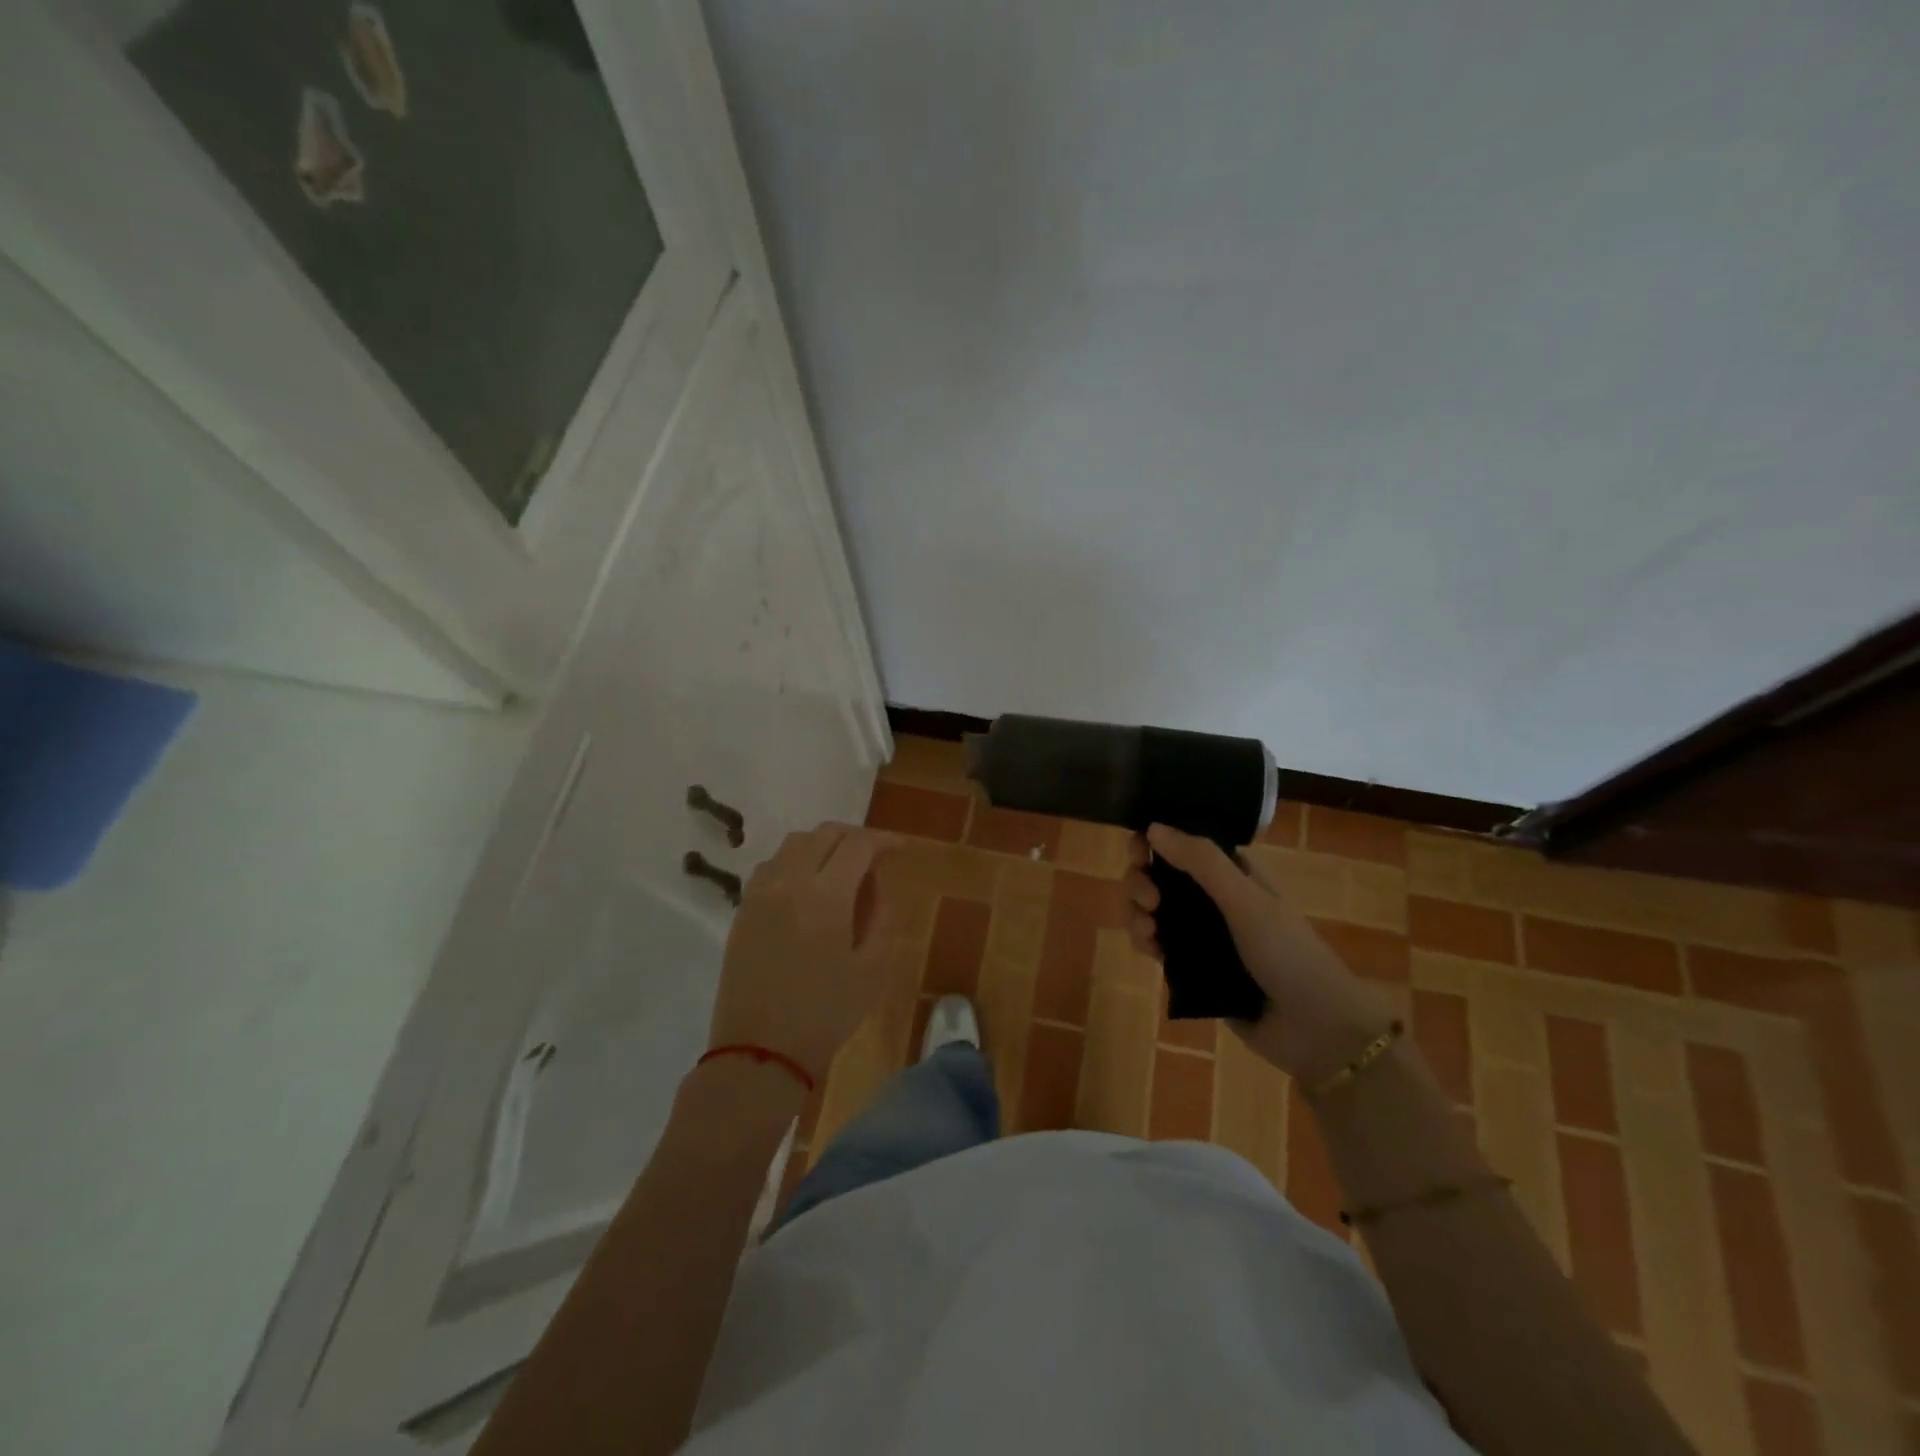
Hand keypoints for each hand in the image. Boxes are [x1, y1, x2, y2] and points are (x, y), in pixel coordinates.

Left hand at [708, 823, 898, 1083]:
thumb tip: (877, 881)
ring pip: (793, 844)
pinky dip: (795, 862)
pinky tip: (807, 887)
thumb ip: (881, 914)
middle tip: (874, 856)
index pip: (858, 844)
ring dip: (822, 845)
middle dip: (854, 837)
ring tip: (841, 868)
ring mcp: (760, 893)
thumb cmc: (826, 1013)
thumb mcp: (872, 968)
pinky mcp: (742, 909)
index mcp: (826, 895)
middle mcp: (789, 881)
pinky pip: (771, 866)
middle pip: (823, 834)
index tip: (900, 849)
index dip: (883, 840)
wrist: (759, 1051)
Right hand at [1124, 824, 1395, 1082]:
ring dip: (1137, 913)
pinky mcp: (1193, 969)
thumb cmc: (1288, 953)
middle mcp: (1214, 898)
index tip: (1138, 851)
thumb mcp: (1246, 901)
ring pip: (1153, 910)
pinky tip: (1149, 950)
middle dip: (1141, 881)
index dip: (1155, 842)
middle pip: (1160, 875)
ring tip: (1147, 931)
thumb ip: (1202, 862)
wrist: (1316, 1029)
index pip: (1184, 844)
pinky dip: (1144, 941)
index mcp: (1233, 873)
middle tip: (1149, 900)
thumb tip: (1153, 827)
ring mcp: (1203, 934)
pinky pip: (1157, 945)